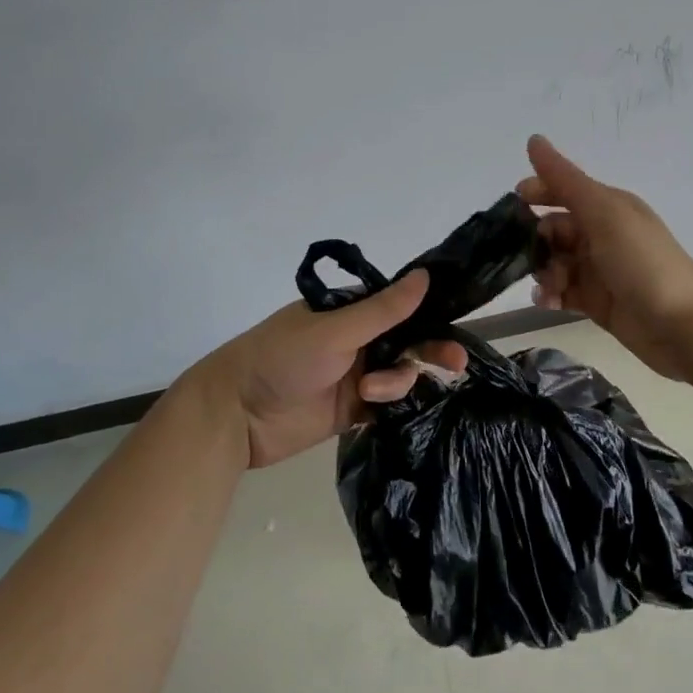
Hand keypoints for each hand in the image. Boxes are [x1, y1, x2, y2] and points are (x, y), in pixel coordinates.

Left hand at [195, 270, 467, 468]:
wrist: (237, 416)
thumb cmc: (282, 358)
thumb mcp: (335, 330)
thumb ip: (383, 310)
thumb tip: (425, 275)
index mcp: (349, 311)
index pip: (399, 306)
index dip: (428, 313)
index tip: (456, 322)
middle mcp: (356, 340)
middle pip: (406, 341)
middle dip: (429, 350)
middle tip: (456, 363)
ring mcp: (354, 375)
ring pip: (399, 374)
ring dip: (396, 382)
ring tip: (372, 392)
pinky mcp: (351, 410)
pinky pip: (387, 404)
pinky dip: (392, 404)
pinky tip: (382, 406)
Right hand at [517, 134, 692, 380]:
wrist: (686, 326)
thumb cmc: (644, 262)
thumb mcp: (604, 213)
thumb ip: (565, 180)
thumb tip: (533, 138)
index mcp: (607, 207)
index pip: (563, 190)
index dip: (537, 192)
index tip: (513, 206)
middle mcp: (601, 234)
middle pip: (553, 229)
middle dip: (536, 240)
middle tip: (530, 257)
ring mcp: (598, 270)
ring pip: (554, 262)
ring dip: (542, 271)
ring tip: (549, 286)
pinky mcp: (596, 302)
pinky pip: (562, 292)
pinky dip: (550, 295)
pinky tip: (547, 302)